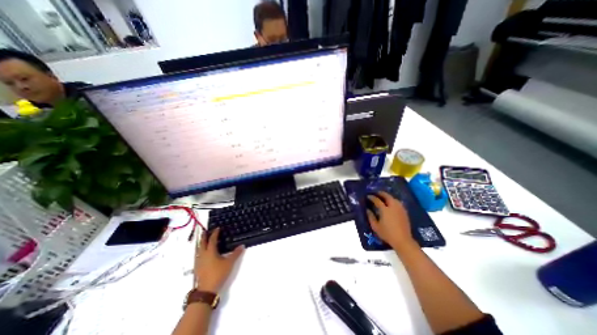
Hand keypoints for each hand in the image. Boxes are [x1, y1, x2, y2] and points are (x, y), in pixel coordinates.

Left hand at [195, 228, 242, 293]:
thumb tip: (242, 245)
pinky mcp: (197, 267)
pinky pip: (198, 255)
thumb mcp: (229, 263)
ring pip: (198, 249)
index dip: (215, 233)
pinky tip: (202, 254)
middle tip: (205, 231)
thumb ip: (236, 253)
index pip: (212, 239)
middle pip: (202, 243)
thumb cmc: (218, 273)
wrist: (206, 290)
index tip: (217, 228)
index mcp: (210, 251)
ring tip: (203, 241)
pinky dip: (200, 251)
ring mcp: (199, 261)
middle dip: (204, 237)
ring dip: (201, 244)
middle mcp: (203, 255)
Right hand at [367, 192, 416, 250]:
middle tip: (376, 193)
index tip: (368, 196)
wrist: (402, 240)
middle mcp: (393, 207)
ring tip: (383, 197)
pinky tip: (391, 204)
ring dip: (388, 196)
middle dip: (381, 193)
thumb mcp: (375, 226)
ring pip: (394, 199)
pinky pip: (398, 203)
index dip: (372, 197)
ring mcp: (400, 209)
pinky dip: (393, 201)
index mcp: (385, 210)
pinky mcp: (404, 212)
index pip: (377, 200)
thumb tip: (367, 210)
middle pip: (387, 196)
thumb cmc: (387, 234)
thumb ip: (371, 217)